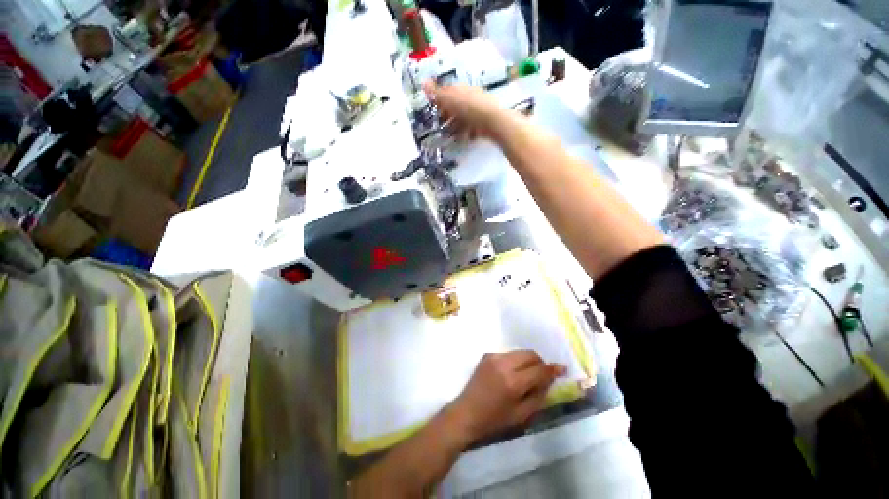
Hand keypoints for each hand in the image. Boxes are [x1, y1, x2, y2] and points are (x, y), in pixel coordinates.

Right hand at [423, 81, 502, 140]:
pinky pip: (472, 127)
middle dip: (449, 115)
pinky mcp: (483, 122)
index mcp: (461, 88)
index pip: (447, 92)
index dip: (440, 102)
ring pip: (464, 117)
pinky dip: (467, 132)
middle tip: (443, 125)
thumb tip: (423, 81)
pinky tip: (464, 137)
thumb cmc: (468, 107)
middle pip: (456, 106)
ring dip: (457, 125)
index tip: (435, 112)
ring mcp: (478, 109)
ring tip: (452, 134)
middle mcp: (470, 95)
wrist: (491, 121)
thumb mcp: (448, 99)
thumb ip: (436, 93)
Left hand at [445, 350, 565, 443]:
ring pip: (519, 352)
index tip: (562, 368)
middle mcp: (503, 363)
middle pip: (530, 354)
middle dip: (540, 362)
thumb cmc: (495, 419)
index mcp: (513, 382)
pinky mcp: (487, 354)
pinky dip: (515, 361)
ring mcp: (494, 356)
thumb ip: (539, 395)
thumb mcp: (522, 415)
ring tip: (527, 374)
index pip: (539, 369)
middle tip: (543, 374)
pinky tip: (512, 373)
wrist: (466, 412)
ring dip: (528, 360)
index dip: (553, 369)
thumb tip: (550, 380)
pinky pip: (508, 354)